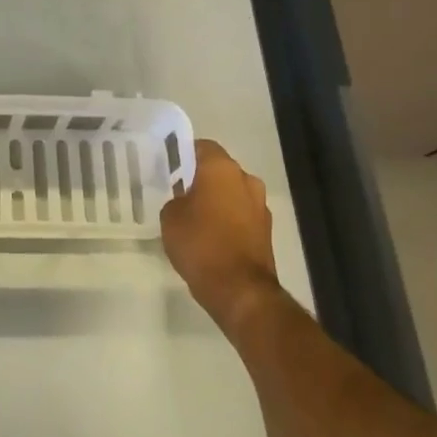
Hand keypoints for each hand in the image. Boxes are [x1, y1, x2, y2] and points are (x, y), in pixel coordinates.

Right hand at [160, 139, 280, 338]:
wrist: (240, 290)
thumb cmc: (200, 244)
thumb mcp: (170, 217)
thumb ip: (175, 199)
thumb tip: (185, 201)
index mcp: (221, 168)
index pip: (202, 146)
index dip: (184, 154)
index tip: (170, 167)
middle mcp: (246, 180)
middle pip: (220, 170)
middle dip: (202, 179)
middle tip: (179, 193)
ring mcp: (260, 206)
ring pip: (233, 192)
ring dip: (217, 200)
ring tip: (195, 218)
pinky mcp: (266, 231)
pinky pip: (241, 214)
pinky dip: (228, 220)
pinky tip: (211, 237)